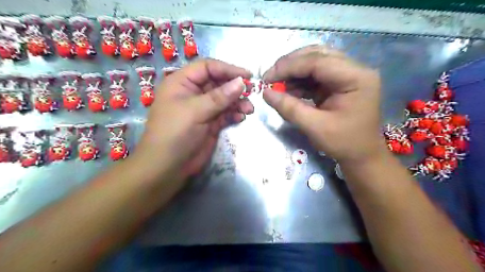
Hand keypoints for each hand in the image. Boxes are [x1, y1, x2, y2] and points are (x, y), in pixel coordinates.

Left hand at [133, 58, 252, 178]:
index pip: (207, 68)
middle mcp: (193, 93)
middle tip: (251, 93)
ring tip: (249, 109)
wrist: (168, 167)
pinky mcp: (210, 124)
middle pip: (218, 83)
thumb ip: (219, 96)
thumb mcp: (195, 111)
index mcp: (182, 83)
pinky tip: (241, 117)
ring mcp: (202, 109)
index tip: (247, 76)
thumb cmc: (175, 133)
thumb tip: (241, 82)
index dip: (227, 69)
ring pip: (224, 99)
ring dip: (237, 102)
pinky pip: (225, 114)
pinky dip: (234, 114)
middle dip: (235, 88)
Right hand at [263, 45, 384, 163]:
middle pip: (317, 55)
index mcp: (356, 78)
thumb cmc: (344, 143)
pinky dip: (299, 81)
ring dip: (293, 72)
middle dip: (290, 65)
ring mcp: (347, 75)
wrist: (361, 155)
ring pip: (315, 63)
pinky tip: (288, 90)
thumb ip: (289, 108)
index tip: (267, 78)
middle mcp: (354, 70)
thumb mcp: (314, 127)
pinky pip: (316, 75)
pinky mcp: (339, 83)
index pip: (317, 61)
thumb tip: (265, 93)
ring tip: (277, 85)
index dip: (289, 66)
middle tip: (270, 77)